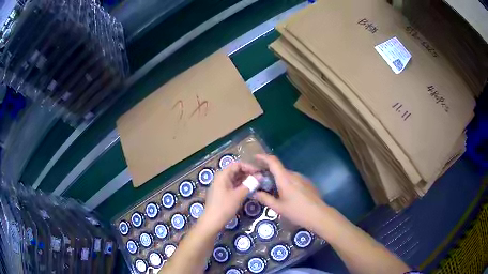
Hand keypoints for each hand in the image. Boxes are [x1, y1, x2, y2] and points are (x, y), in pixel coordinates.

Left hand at [200, 162, 257, 230]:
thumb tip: (261, 176)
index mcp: (223, 175)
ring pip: (235, 178)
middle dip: (248, 173)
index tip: (259, 172)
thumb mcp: (238, 195)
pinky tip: (249, 190)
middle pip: (236, 171)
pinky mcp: (222, 193)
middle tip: (260, 179)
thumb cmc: (224, 207)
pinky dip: (241, 186)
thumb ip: (250, 184)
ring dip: (246, 180)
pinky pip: (233, 185)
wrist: (212, 221)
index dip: (249, 166)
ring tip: (257, 184)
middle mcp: (221, 178)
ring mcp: (221, 186)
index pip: (237, 164)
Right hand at [253, 154, 328, 232]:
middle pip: (279, 169)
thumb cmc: (297, 211)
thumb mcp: (278, 207)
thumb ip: (265, 199)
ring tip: (272, 189)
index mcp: (285, 178)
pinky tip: (286, 194)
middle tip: (260, 180)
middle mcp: (294, 175)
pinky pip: (294, 179)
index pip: (273, 161)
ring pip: (286, 175)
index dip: (263, 157)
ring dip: (278, 179)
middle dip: (269, 172)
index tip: (255, 158)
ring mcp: (302, 178)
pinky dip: (287, 183)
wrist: (319, 215)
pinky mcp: (308, 183)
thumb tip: (254, 193)